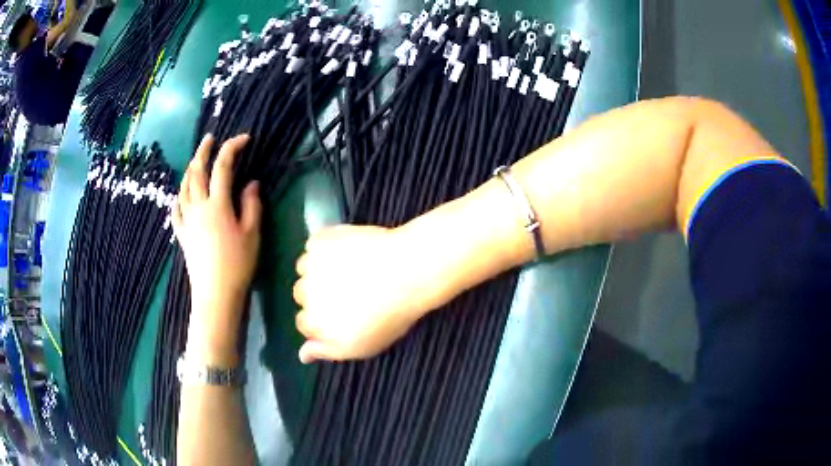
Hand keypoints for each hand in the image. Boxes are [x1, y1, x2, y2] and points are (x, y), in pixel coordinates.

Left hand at [172, 134, 261, 334]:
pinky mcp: (182, 234)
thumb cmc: (238, 265)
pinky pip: (175, 209)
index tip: (244, 139)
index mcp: (217, 204)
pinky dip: (178, 197)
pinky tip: (180, 195)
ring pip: (183, 187)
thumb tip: (251, 183)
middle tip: (209, 138)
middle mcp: (198, 207)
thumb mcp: (252, 234)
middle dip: (203, 151)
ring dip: (189, 169)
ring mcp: (187, 220)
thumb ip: (252, 204)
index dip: (232, 147)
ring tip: (196, 161)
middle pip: (196, 171)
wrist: (215, 295)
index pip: (223, 166)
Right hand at [293, 225, 452, 363]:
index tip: (341, 312)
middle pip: (301, 295)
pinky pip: (313, 243)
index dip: (322, 319)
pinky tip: (345, 250)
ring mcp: (311, 265)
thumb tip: (302, 355)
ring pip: (304, 269)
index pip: (304, 324)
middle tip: (347, 290)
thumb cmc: (390, 315)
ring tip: (348, 269)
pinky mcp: (320, 240)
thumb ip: (327, 351)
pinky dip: (324, 246)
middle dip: (318, 294)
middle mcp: (306, 295)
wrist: (408, 271)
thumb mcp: (362, 346)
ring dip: (318, 269)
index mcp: (315, 323)